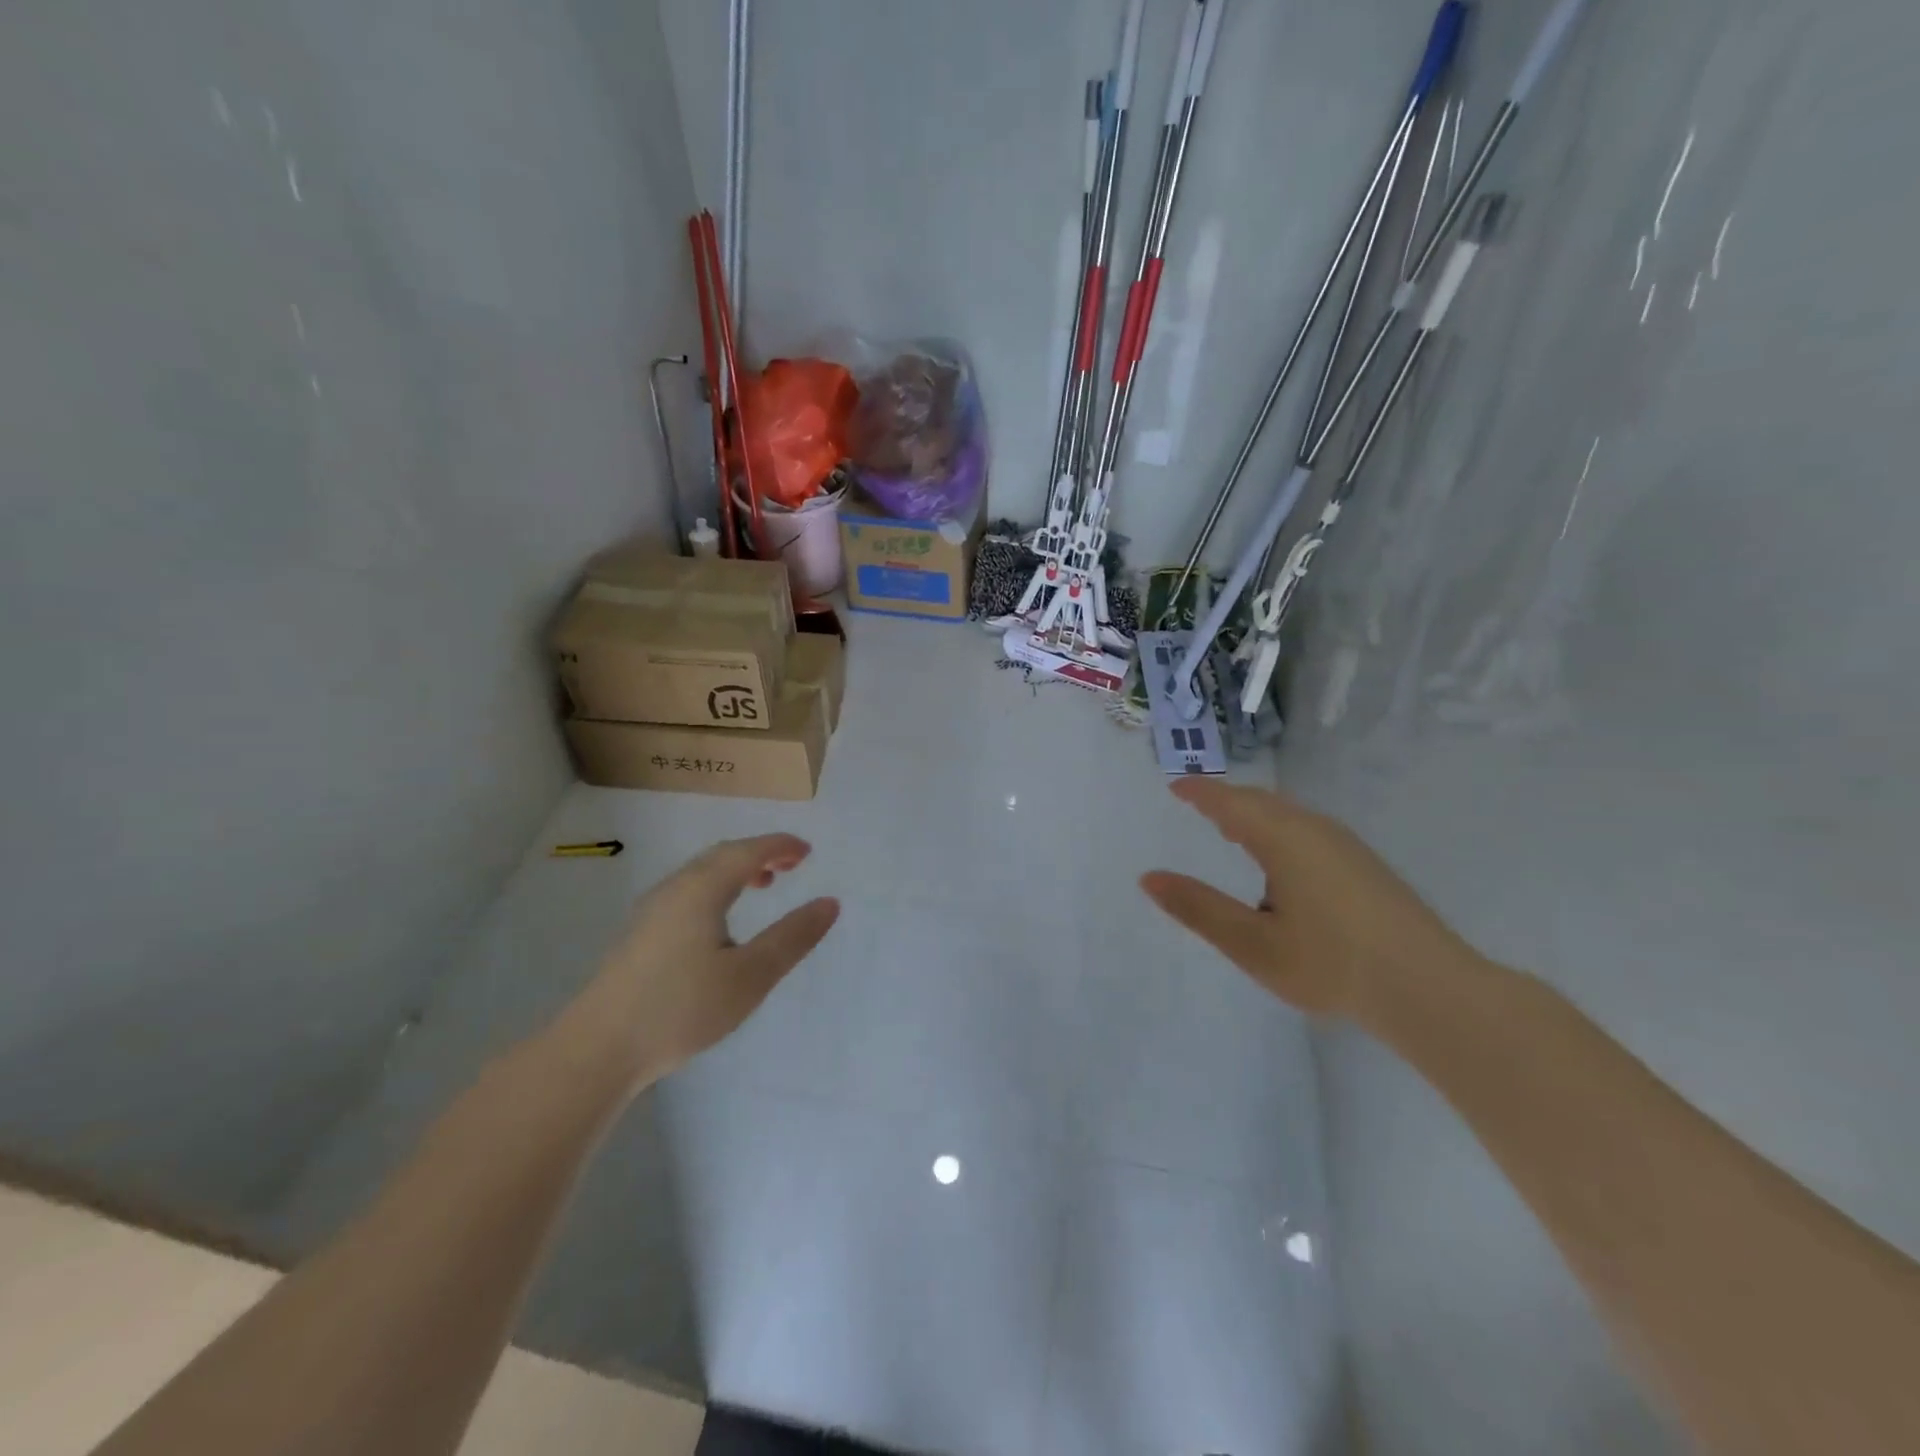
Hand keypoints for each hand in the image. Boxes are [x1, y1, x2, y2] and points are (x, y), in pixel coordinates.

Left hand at [562, 834, 839, 1087]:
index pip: (748, 851)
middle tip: (790, 865)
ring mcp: (651, 911)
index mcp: (702, 889)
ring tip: (762, 885)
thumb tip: (830, 903)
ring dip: (736, 870)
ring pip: (701, 874)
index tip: (807, 851)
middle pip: (721, 856)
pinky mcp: (638, 935)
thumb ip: (792, 937)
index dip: (780, 846)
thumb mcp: (750, 975)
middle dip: (759, 853)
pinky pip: (687, 892)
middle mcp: (674, 889)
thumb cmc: (681, 1008)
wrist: (597, 1049)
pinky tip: (720, 921)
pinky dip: (716, 888)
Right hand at [1140, 780, 1479, 1020]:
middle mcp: (1315, 830)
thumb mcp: (1253, 943)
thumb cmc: (1332, 964)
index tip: (1176, 788)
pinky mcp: (1365, 866)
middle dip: (1227, 801)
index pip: (1231, 802)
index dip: (1201, 793)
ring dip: (1255, 817)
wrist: (1431, 990)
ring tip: (1232, 831)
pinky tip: (1281, 864)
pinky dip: (1279, 831)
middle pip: (1262, 802)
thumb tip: (1148, 878)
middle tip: (1198, 807)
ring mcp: (1346, 846)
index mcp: (1284, 839)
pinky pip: (1307, 831)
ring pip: (1289, 816)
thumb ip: (1199, 909)